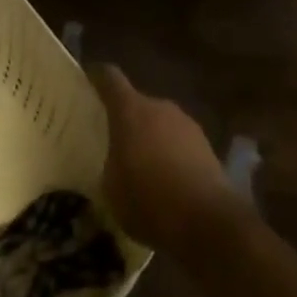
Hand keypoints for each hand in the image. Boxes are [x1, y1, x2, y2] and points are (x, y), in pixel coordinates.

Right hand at [89, 64, 242, 253]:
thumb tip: (114, 164)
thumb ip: (110, 166)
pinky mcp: (207, 146)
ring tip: (143, 167)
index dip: (98, 77)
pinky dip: (172, 155)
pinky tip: (168, 182)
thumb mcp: (111, 190)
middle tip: (116, 142)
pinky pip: (180, 144)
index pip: (110, 78)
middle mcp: (159, 107)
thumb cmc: (148, 199)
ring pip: (161, 124)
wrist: (208, 220)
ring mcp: (186, 124)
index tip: (89, 79)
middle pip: (138, 103)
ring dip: (152, 138)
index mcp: (130, 110)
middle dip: (128, 120)